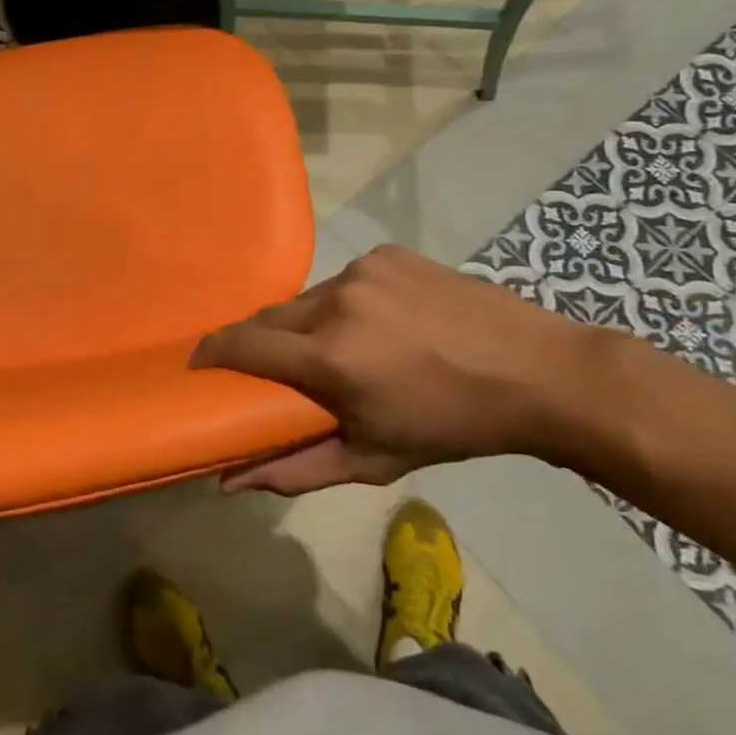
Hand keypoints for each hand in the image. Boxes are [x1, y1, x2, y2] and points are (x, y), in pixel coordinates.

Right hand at [192, 245, 606, 495]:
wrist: (538, 373)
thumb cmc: (452, 427)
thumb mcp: (373, 458)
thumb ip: (294, 468)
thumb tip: (227, 480)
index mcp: (329, 356)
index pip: (242, 345)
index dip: (211, 353)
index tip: (197, 366)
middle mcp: (336, 302)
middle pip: (269, 318)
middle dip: (257, 342)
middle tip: (267, 369)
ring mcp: (362, 270)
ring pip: (307, 299)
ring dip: (304, 323)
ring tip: (332, 349)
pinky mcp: (386, 254)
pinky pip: (343, 279)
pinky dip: (343, 303)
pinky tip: (375, 323)